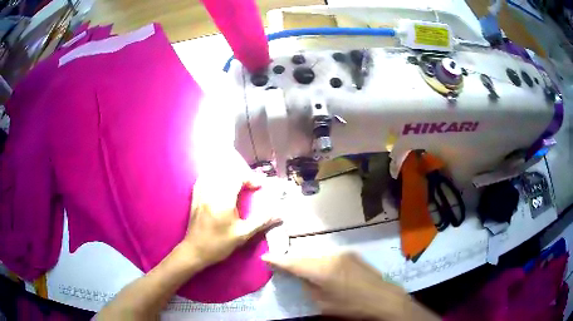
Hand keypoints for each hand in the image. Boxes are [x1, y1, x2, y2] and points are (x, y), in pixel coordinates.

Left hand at [178, 149, 281, 266]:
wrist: (195, 251)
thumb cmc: (219, 244)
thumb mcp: (242, 235)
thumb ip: (261, 221)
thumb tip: (279, 213)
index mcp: (222, 200)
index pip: (237, 177)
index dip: (250, 178)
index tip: (259, 187)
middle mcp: (210, 192)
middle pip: (226, 172)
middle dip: (241, 175)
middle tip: (251, 184)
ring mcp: (200, 193)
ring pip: (214, 172)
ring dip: (228, 174)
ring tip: (237, 183)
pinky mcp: (195, 197)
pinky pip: (203, 178)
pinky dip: (213, 175)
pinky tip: (219, 182)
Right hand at [263, 253, 438, 320]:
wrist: (383, 298)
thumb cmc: (351, 306)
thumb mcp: (323, 303)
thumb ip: (309, 287)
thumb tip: (303, 277)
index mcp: (322, 270)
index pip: (293, 263)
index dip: (278, 260)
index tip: (266, 257)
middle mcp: (331, 256)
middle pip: (305, 257)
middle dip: (294, 262)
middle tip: (284, 267)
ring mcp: (344, 253)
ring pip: (318, 256)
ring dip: (310, 262)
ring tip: (305, 271)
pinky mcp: (353, 254)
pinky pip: (330, 256)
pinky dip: (323, 262)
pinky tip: (326, 272)